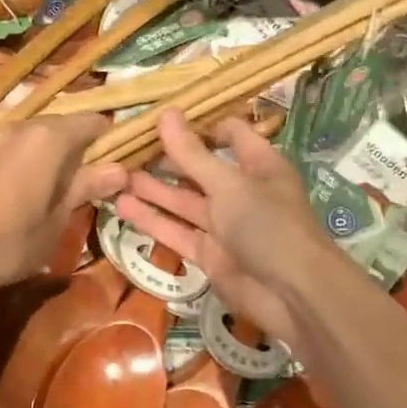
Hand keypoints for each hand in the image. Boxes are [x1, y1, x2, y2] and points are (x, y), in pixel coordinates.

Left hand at [0, 113, 126, 294]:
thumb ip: (87, 187)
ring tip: (56, 186)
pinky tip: (24, 188)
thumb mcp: (59, 218)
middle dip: (78, 147)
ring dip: (49, 153)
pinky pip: (11, 148)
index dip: (108, 139)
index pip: (92, 121)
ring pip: (33, 136)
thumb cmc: (12, 239)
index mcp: (50, 137)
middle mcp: (22, 126)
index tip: (116, 161)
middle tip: (89, 179)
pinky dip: (24, 160)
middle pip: (61, 126)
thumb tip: (120, 169)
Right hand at [116, 109, 334, 342]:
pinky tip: (122, 208)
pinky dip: (152, 221)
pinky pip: (177, 232)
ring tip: (113, 176)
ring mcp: (224, 225)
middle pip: (197, 169)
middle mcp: (240, 191)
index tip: (160, 119)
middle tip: (124, 148)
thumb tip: (165, 113)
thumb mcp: (228, 183)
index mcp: (257, 164)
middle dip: (164, 159)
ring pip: (182, 202)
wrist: (292, 294)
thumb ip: (192, 153)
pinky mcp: (209, 254)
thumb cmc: (268, 225)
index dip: (197, 126)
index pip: (228, 134)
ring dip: (151, 190)